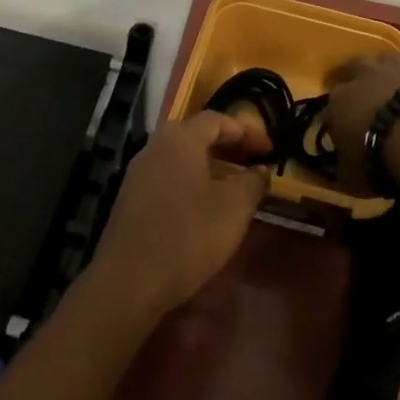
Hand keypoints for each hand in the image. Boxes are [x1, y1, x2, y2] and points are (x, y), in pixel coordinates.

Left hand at [88, 111, 272, 316]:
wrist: (129, 280)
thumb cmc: (188, 235)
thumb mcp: (234, 208)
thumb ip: (252, 182)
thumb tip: (260, 171)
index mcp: (180, 139)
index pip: (217, 119)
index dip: (247, 131)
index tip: (270, 150)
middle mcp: (155, 146)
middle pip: (196, 135)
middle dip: (229, 146)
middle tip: (254, 163)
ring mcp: (138, 173)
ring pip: (182, 159)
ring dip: (210, 166)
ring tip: (235, 187)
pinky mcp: (131, 199)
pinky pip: (168, 178)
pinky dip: (192, 183)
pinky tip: (205, 208)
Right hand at [323, 55, 399, 190]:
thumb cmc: (379, 157)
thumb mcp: (352, 177)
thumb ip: (344, 170)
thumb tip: (339, 171)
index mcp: (338, 101)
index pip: (330, 106)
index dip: (336, 118)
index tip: (342, 132)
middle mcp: (363, 76)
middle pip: (352, 68)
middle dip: (354, 78)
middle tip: (361, 96)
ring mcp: (396, 69)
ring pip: (384, 61)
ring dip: (385, 72)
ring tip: (392, 89)